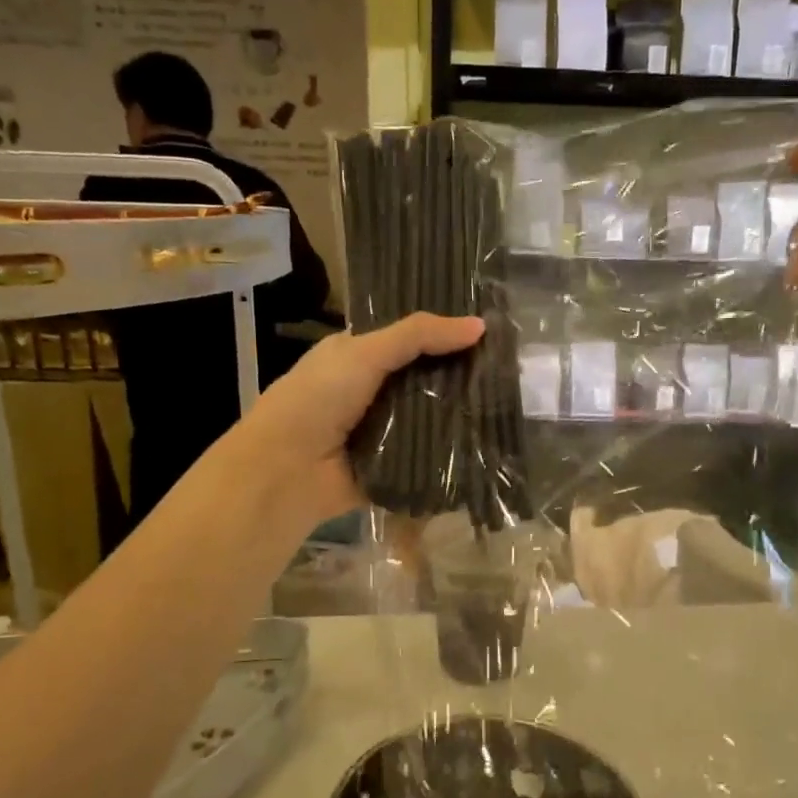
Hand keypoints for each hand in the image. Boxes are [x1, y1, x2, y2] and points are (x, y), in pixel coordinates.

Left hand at [233, 313, 484, 527]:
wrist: (287, 471)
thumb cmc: (318, 399)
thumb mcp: (365, 353)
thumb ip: (419, 336)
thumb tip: (480, 325)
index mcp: (358, 356)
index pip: (411, 339)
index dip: (445, 335)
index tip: (491, 332)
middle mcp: (372, 391)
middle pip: (425, 379)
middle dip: (460, 376)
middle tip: (510, 371)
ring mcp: (383, 431)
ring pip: (431, 417)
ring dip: (460, 414)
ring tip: (509, 404)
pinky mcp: (394, 467)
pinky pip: (429, 454)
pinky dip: (451, 450)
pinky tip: (489, 441)